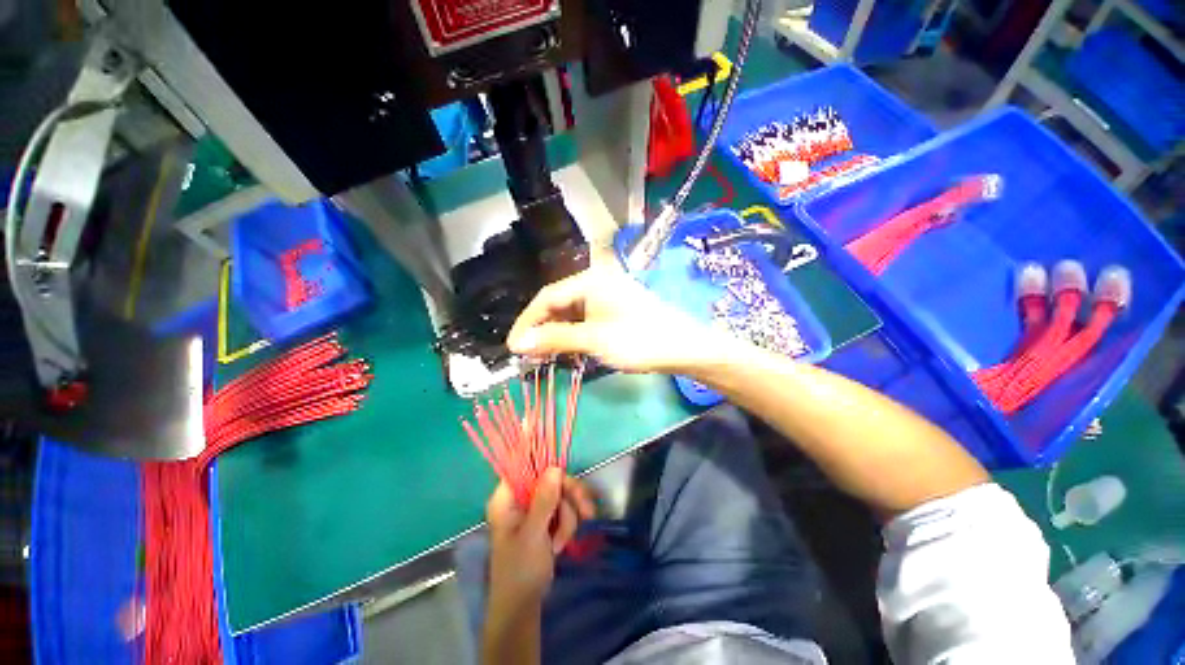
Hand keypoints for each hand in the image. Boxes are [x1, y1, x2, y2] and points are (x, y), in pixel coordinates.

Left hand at [486, 469, 595, 606]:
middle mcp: (520, 498)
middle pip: (551, 480)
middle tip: (587, 511)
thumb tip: (555, 468)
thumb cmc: (521, 570)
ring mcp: (533, 509)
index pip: (528, 467)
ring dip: (568, 518)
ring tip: (561, 543)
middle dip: (568, 499)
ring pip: (560, 495)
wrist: (523, 606)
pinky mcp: (543, 520)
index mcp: (507, 497)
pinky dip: (567, 525)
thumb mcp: (533, 533)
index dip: (548, 468)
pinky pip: (562, 510)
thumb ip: (544, 500)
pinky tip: (562, 544)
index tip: (567, 481)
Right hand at [506, 262, 732, 373]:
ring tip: (544, 356)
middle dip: (541, 329)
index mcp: (590, 280)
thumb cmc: (638, 341)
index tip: (512, 346)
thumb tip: (517, 343)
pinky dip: (574, 335)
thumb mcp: (593, 340)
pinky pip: (585, 319)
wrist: (684, 348)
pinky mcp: (614, 309)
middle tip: (528, 355)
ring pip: (571, 313)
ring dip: (557, 334)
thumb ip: (554, 339)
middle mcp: (596, 281)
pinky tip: (568, 349)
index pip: (546, 298)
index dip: (527, 322)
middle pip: (558, 304)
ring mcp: (607, 295)